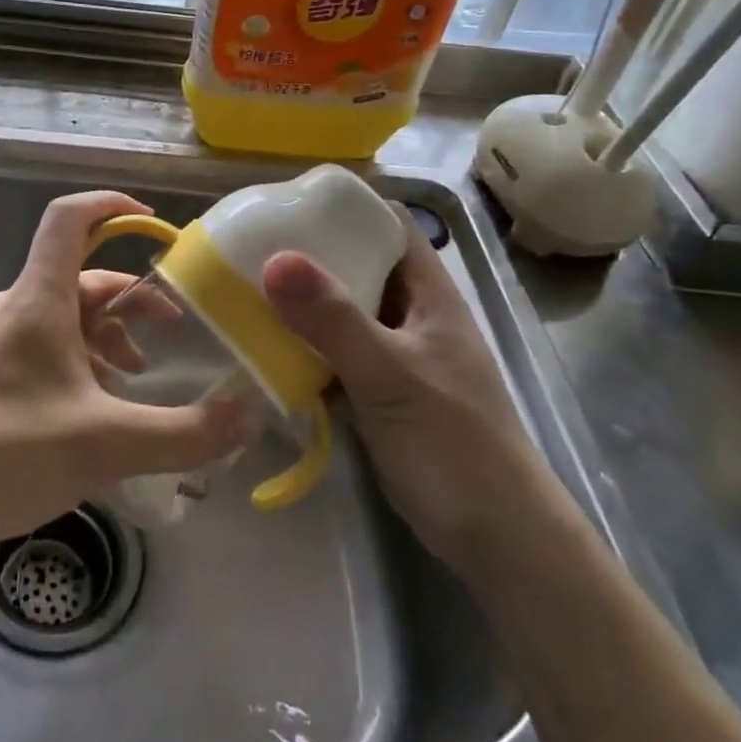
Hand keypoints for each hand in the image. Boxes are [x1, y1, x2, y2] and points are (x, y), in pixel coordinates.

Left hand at [0, 191, 251, 556]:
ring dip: (108, 335)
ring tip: (136, 378)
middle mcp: (14, 307)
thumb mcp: (106, 445)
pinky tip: (94, 406)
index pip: (69, 219)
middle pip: (82, 278)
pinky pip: (43, 345)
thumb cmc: (6, 453)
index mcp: (38, 300)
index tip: (155, 223)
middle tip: (173, 331)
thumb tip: (249, 418)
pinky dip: (79, 359)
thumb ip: (184, 434)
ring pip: (64, 316)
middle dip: (133, 299)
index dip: (112, 205)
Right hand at [261, 226, 546, 572]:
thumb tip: (275, 259)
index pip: (386, 225)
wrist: (496, 539)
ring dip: (300, 303)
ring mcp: (395, 354)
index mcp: (428, 292)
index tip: (285, 202)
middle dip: (307, 254)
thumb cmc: (453, 444)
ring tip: (244, 288)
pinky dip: (303, 347)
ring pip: (341, 312)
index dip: (343, 207)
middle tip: (249, 246)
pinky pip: (333, 353)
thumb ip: (334, 320)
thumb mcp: (390, 375)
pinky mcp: (378, 392)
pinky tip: (264, 347)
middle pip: (357, 265)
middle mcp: (410, 313)